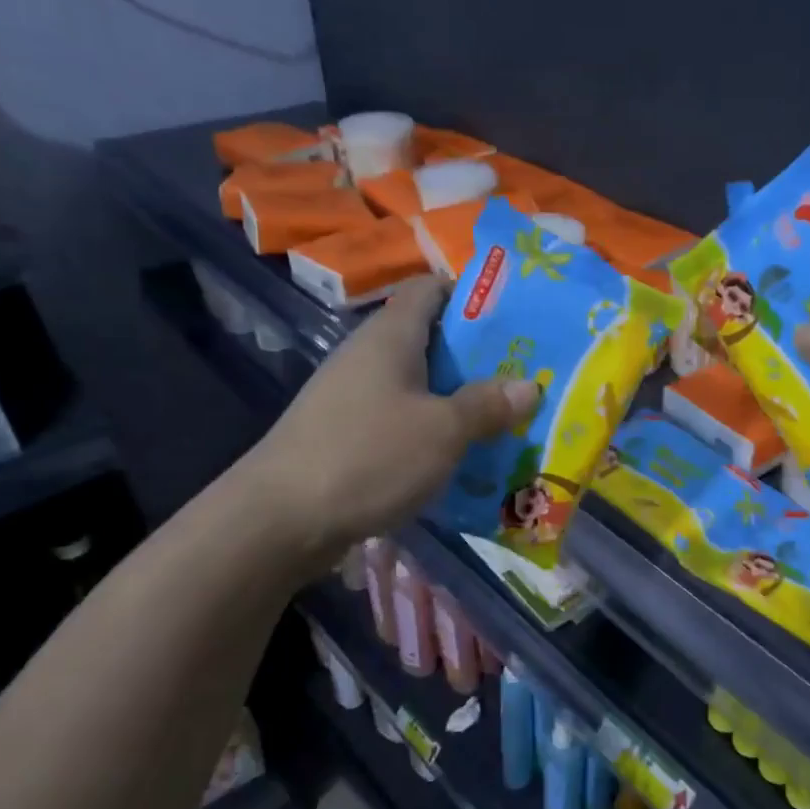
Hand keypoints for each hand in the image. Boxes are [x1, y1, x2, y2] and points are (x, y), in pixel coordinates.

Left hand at [232, 277, 538, 577]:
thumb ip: (487, 405)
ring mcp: (354, 397)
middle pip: (430, 338)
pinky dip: (434, 429)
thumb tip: (530, 385)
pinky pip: (402, 418)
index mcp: (390, 336)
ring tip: (505, 415)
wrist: (279, 520)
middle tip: (526, 372)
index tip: (514, 314)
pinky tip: (462, 453)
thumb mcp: (442, 430)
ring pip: (419, 383)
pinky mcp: (347, 434)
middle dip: (478, 355)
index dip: (471, 292)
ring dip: (459, 397)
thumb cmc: (368, 456)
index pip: (430, 288)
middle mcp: (369, 356)